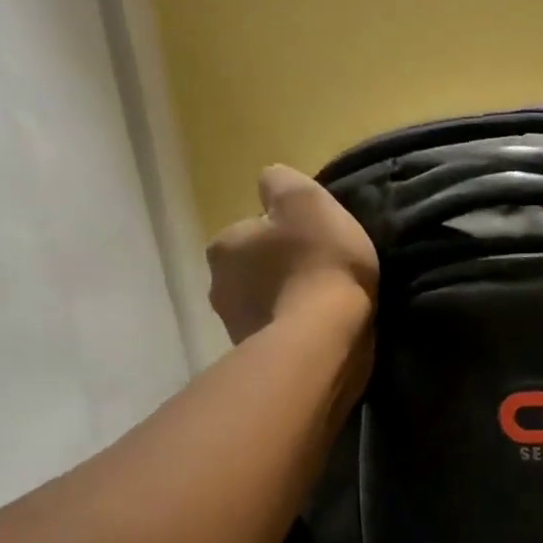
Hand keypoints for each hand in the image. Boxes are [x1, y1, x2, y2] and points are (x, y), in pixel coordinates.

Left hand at [206, 165, 378, 343]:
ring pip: (264, 305)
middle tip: (320, 276)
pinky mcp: (258, 359)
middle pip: (254, 271)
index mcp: (225, 245)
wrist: (324, 339)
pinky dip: (294, 333)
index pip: (252, 232)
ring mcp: (235, 328)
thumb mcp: (306, 200)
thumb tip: (270, 183)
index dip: (284, 236)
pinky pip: (277, 336)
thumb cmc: (318, 263)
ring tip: (323, 309)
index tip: (314, 245)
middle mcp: (218, 285)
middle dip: (280, 272)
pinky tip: (319, 333)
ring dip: (286, 304)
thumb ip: (283, 183)